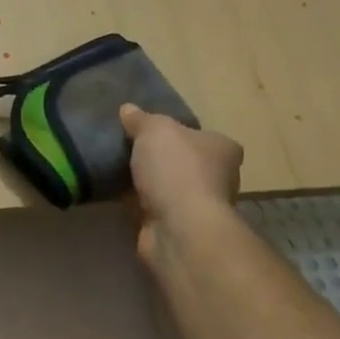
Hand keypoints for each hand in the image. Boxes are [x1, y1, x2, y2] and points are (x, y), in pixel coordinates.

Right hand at [120, 104, 242, 267]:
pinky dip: (138, 202)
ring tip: (116, 169)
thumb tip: (128, 109)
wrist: (179, 228)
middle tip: (128, 148)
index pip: (202, 135)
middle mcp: (219, 177)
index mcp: (223, 148)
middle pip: (185, 161)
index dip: (178, 132)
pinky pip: (153, 207)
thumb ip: (140, 119)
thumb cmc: (177, 169)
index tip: (150, 131)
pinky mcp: (178, 228)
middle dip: (161, 158)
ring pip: (168, 186)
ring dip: (147, 182)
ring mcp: (199, 206)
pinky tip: (116, 193)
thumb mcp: (154, 129)